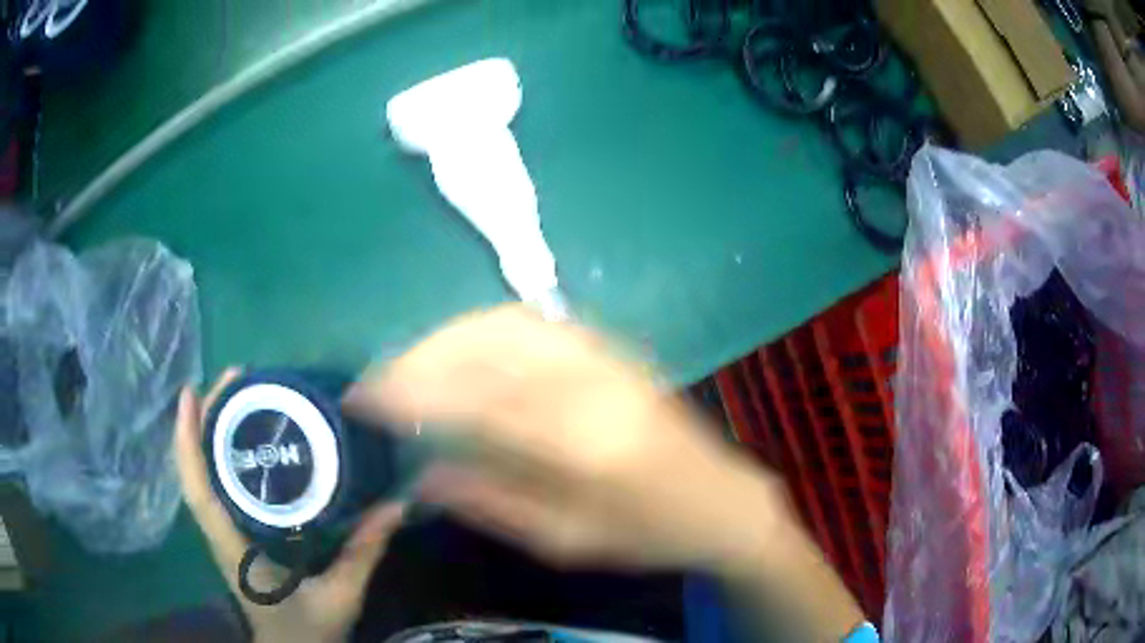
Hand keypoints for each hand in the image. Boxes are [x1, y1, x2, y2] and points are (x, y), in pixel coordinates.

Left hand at [174, 369, 404, 642]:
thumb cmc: (308, 629)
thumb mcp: (341, 595)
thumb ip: (365, 553)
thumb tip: (397, 505)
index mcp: (235, 549)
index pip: (198, 491)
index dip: (187, 442)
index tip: (191, 394)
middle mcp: (218, 534)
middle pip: (193, 471)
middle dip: (200, 420)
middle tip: (232, 378)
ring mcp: (220, 533)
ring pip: (198, 475)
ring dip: (205, 432)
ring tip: (233, 394)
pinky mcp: (229, 533)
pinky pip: (212, 486)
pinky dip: (213, 453)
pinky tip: (237, 436)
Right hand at [343, 305, 787, 572]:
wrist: (721, 500)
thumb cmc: (647, 534)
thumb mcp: (567, 541)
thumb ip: (491, 504)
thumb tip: (420, 477)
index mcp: (580, 443)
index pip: (473, 402)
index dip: (409, 394)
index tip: (364, 400)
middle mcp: (590, 383)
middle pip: (484, 345)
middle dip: (419, 356)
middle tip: (380, 383)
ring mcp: (603, 356)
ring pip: (504, 321)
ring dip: (446, 337)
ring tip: (410, 367)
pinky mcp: (610, 348)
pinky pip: (533, 321)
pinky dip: (482, 329)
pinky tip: (460, 351)